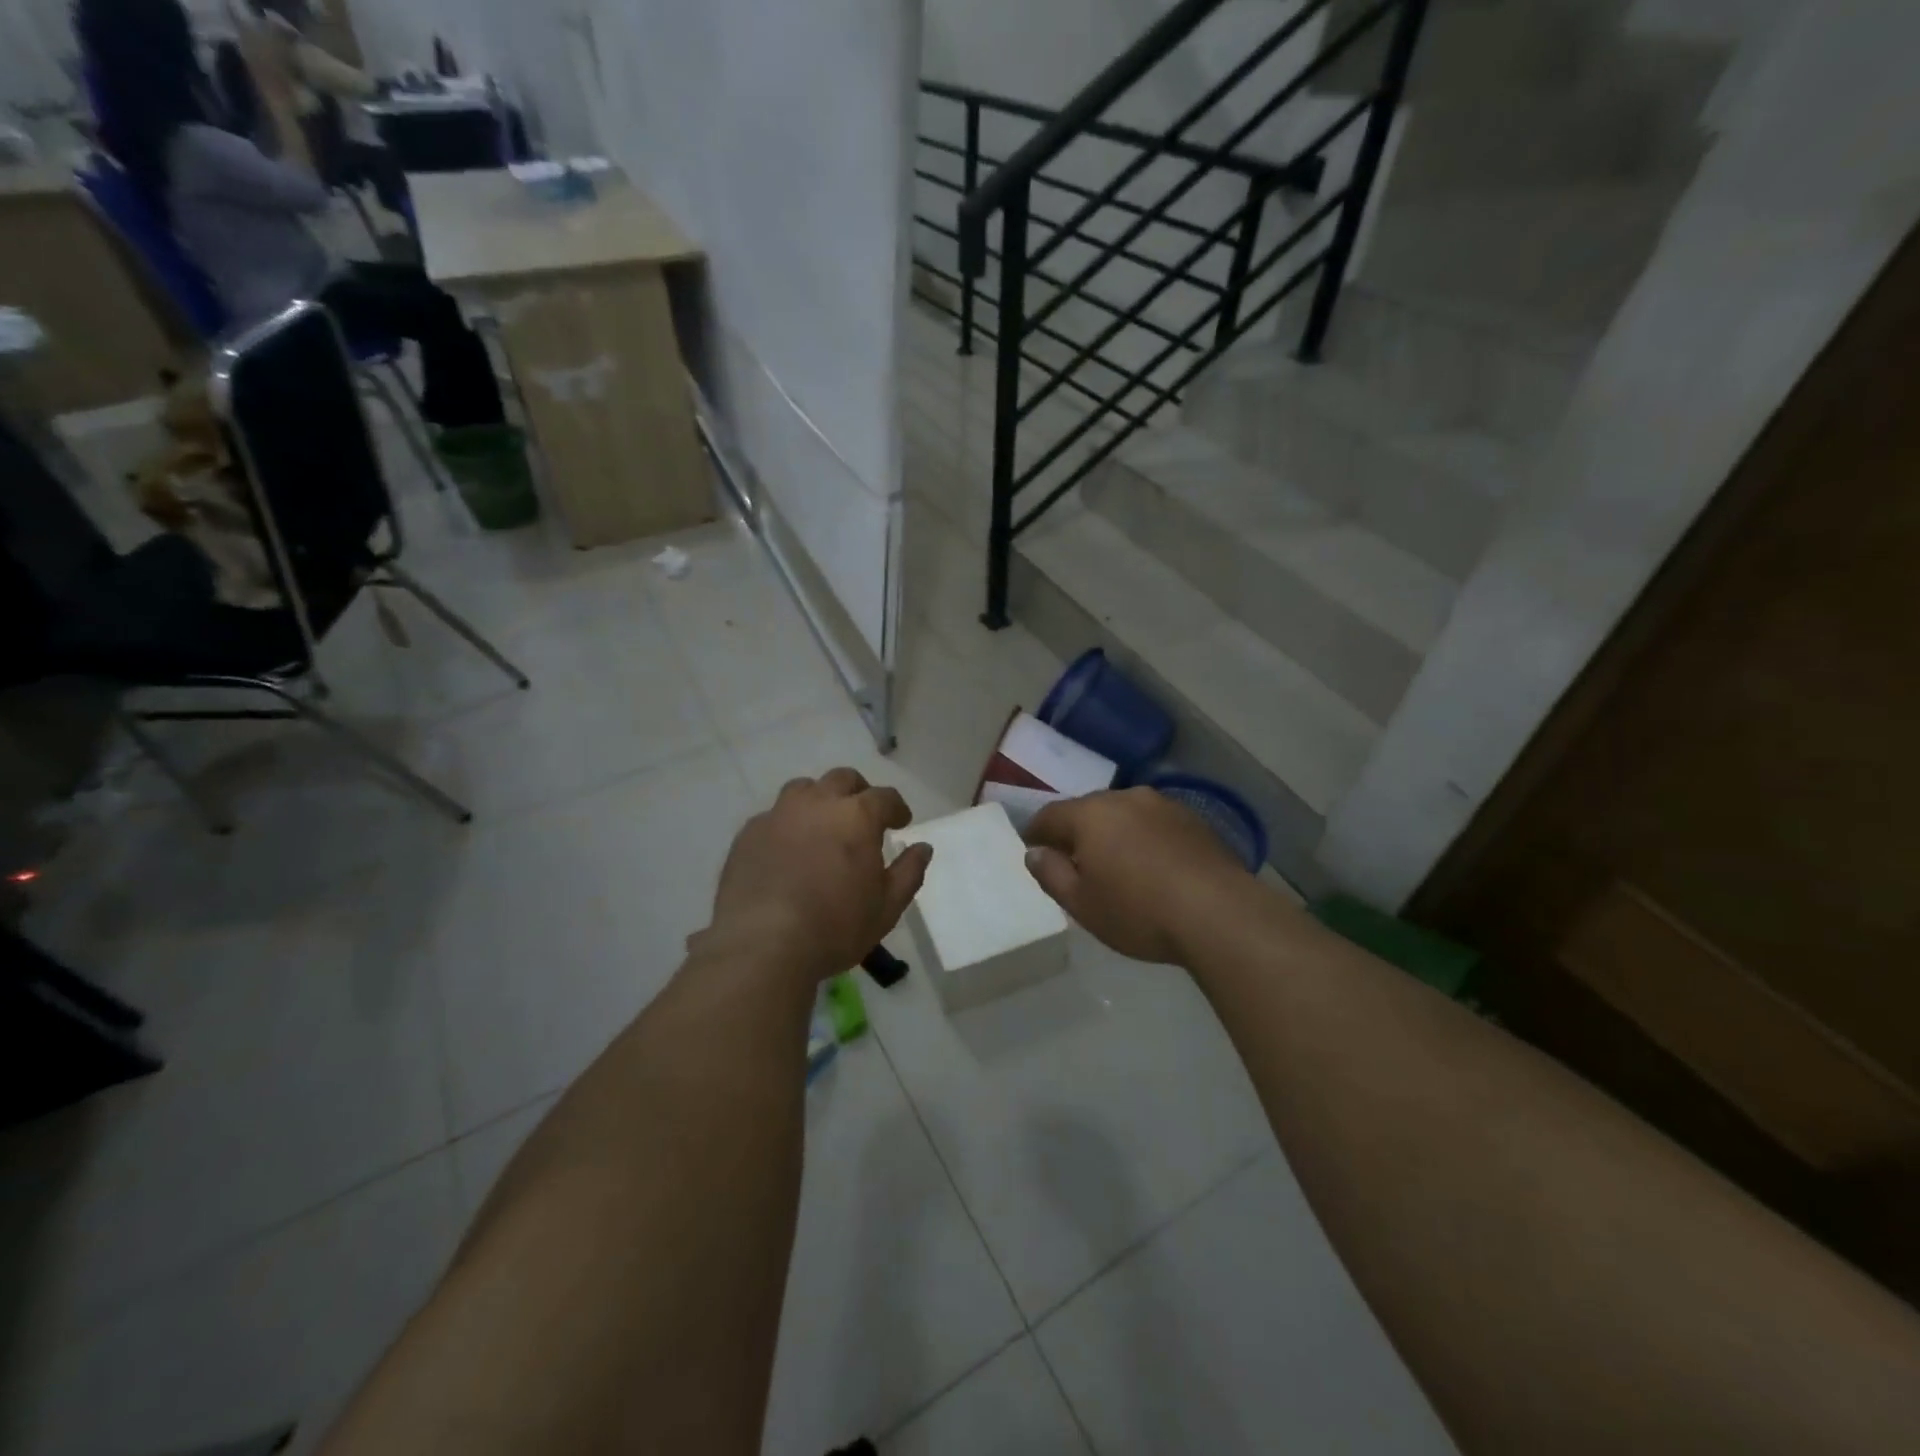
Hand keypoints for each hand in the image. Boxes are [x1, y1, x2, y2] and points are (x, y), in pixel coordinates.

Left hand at [698, 768, 933, 984]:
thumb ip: (909, 872)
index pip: (885, 797)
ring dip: (819, 800)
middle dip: (858, 793)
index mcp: (857, 816)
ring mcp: (779, 815)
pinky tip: (787, 851)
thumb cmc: (835, 927)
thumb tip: (923, 848)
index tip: (901, 823)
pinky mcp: (748, 834)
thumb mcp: (887, 907)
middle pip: (843, 779)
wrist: (762, 944)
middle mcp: (818, 803)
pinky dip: (787, 825)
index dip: (897, 808)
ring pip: (803, 789)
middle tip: (863, 817)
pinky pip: (773, 816)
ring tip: (822, 826)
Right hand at [1024, 788, 1252, 963]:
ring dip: (1114, 834)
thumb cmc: (1138, 912)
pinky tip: (1153, 866)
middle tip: (1074, 861)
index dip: (1036, 833)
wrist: (1218, 913)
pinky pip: (1155, 824)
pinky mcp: (1194, 820)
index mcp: (1091, 814)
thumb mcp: (1081, 904)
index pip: (1050, 815)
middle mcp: (1125, 798)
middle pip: (1089, 810)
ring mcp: (1164, 805)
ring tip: (1117, 865)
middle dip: (1077, 832)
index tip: (1032, 849)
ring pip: (1125, 814)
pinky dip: (1145, 839)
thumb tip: (1034, 853)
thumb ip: (1051, 874)